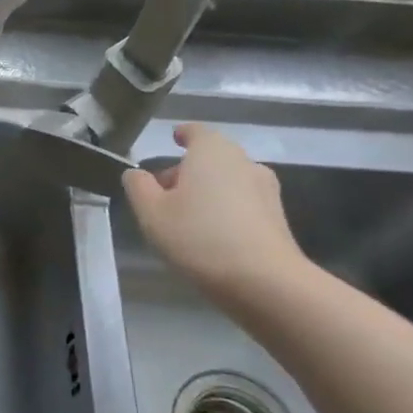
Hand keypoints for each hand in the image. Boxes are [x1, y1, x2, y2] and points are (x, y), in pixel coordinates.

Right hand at [121, 124, 307, 301]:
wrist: (264, 281)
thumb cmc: (199, 237)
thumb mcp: (151, 213)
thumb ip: (138, 187)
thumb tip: (135, 174)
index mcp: (212, 151)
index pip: (196, 131)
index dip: (182, 134)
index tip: (173, 140)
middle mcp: (243, 161)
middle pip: (211, 157)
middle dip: (187, 170)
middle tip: (163, 194)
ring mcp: (265, 189)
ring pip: (227, 180)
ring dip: (207, 191)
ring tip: (185, 218)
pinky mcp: (277, 217)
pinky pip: (242, 203)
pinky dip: (224, 209)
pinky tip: (211, 235)